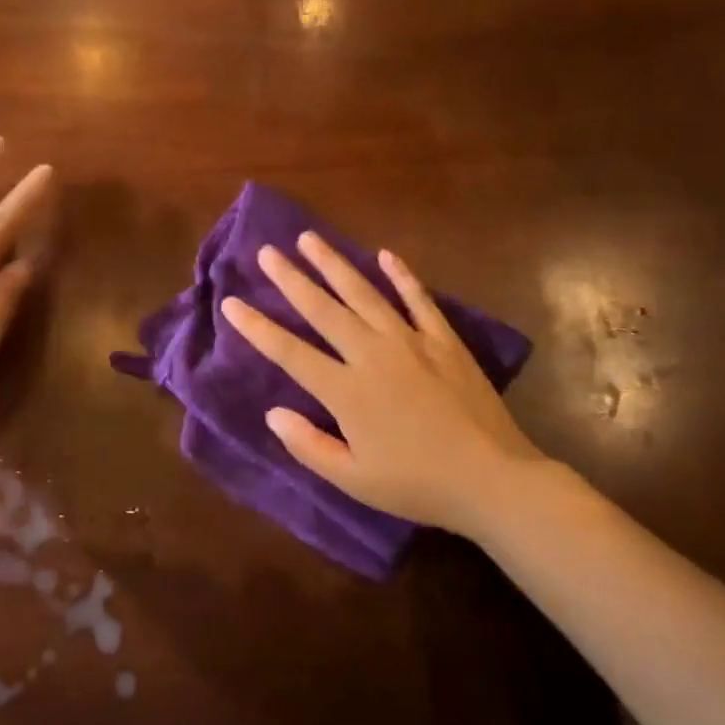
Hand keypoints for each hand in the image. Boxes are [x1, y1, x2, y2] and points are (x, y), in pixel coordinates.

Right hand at [220, 232, 573, 537]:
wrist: (492, 479)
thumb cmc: (417, 485)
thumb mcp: (353, 480)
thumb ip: (308, 445)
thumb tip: (273, 413)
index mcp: (346, 390)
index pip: (289, 352)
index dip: (257, 327)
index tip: (232, 303)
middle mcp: (372, 355)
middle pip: (323, 309)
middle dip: (291, 279)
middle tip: (267, 252)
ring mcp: (411, 342)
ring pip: (364, 294)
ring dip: (335, 264)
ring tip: (310, 239)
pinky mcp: (444, 340)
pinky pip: (418, 300)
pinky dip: (402, 276)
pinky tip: (386, 255)